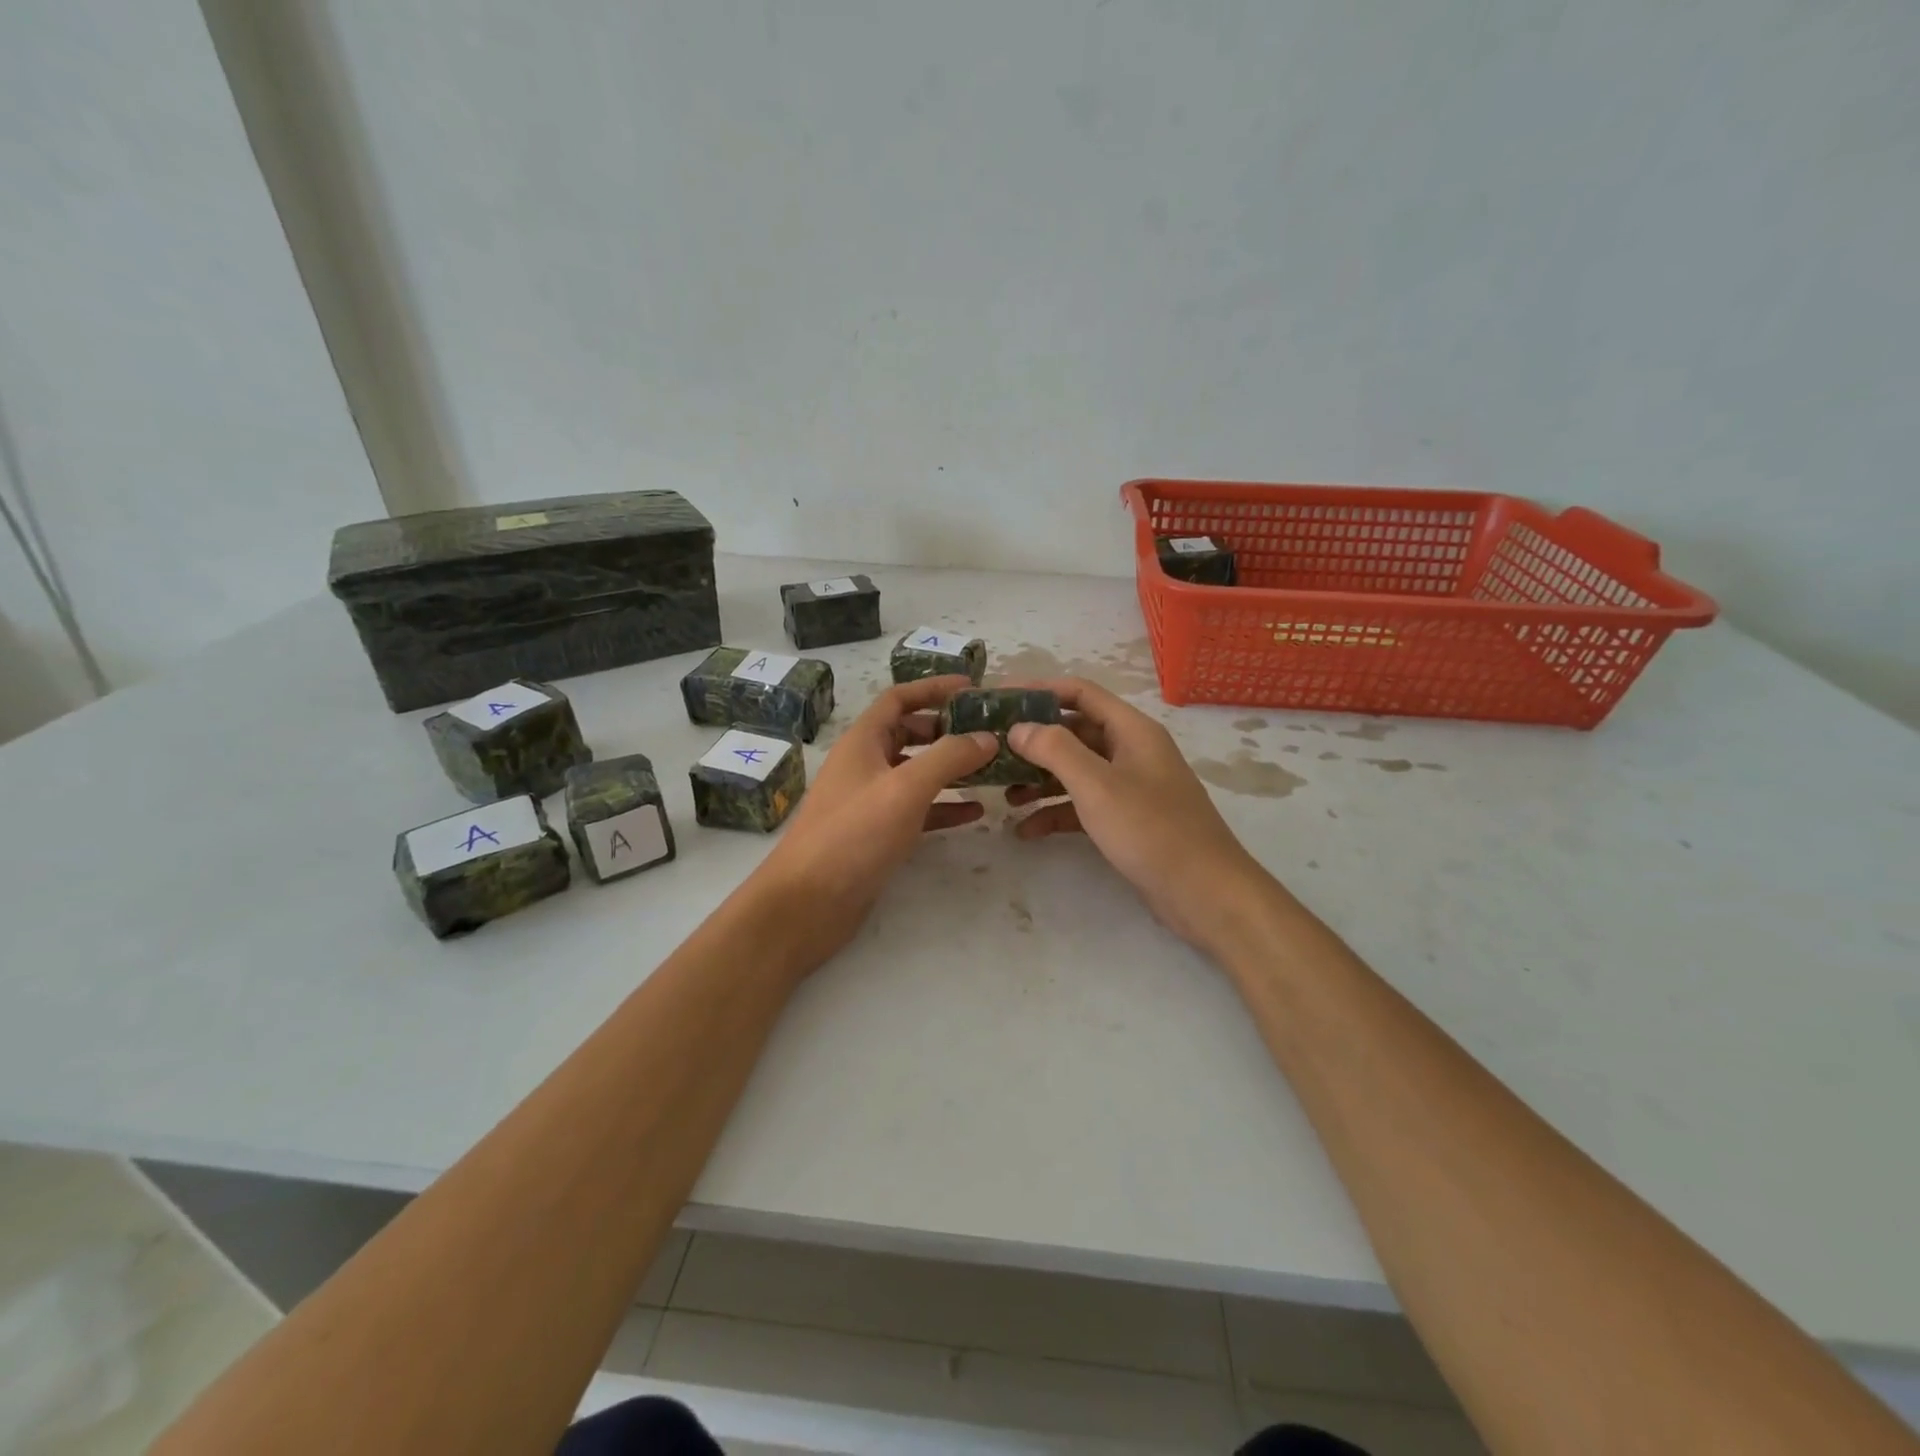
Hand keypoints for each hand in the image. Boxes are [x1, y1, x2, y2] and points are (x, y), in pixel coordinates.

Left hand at [748, 675, 997, 969]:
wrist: (807, 903)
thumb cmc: (853, 835)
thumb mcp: (905, 788)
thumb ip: (949, 758)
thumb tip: (988, 737)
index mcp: (863, 742)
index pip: (899, 699)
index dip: (934, 688)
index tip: (973, 688)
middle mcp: (865, 765)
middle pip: (909, 734)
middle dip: (947, 730)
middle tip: (988, 733)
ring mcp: (870, 801)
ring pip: (917, 774)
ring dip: (951, 769)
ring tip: (991, 770)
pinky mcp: (878, 835)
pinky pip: (918, 811)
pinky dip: (945, 808)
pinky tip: (976, 814)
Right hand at [1003, 678, 1274, 952]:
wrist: (1205, 893)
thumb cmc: (1151, 830)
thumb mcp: (1097, 785)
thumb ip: (1055, 750)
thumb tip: (1019, 727)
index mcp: (1131, 731)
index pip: (1080, 693)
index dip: (1038, 691)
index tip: (998, 699)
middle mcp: (1131, 751)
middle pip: (1074, 732)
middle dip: (1034, 741)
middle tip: (992, 750)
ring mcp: (1130, 787)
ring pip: (1076, 771)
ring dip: (1040, 779)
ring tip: (1003, 794)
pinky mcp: (1127, 821)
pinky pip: (1083, 806)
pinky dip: (1056, 812)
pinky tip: (1026, 830)